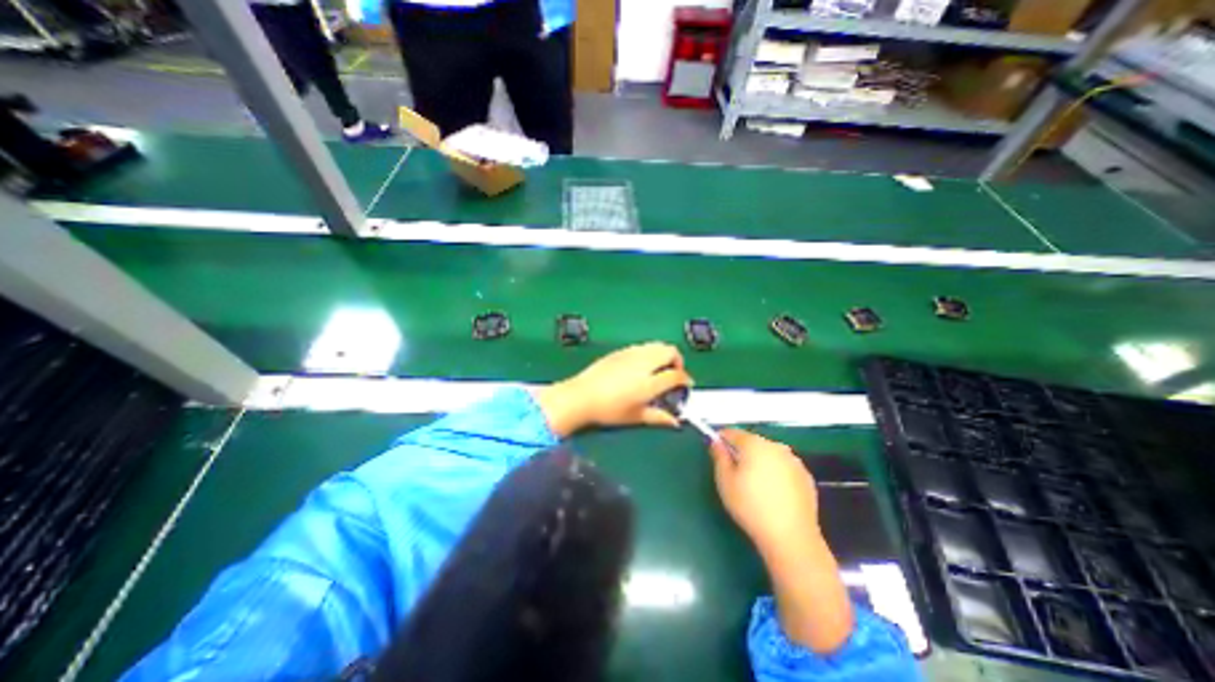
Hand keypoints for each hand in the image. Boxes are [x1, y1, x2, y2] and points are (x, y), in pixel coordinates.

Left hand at [533, 347, 693, 435]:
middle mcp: (644, 363)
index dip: (685, 379)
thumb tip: (675, 422)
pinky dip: (650, 352)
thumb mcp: (635, 417)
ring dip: (664, 354)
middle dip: (677, 361)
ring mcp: (631, 354)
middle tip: (674, 373)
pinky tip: (641, 365)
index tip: (686, 385)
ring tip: (659, 368)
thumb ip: (658, 417)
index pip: (676, 375)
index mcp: (649, 382)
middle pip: (670, 351)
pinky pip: (642, 346)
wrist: (581, 396)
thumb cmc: (609, 410)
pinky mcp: (621, 351)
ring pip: (656, 345)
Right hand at [708, 432, 820, 559]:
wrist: (791, 538)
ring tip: (755, 486)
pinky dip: (776, 474)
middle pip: (753, 442)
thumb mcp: (725, 481)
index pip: (733, 432)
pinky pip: (784, 468)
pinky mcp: (806, 477)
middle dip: (742, 452)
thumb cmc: (750, 506)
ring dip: (760, 462)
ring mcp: (794, 461)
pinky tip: (773, 494)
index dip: (722, 439)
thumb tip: (716, 442)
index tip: (716, 452)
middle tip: (734, 473)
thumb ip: (719, 456)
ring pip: (769, 454)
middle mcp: (776, 446)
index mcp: (754, 444)